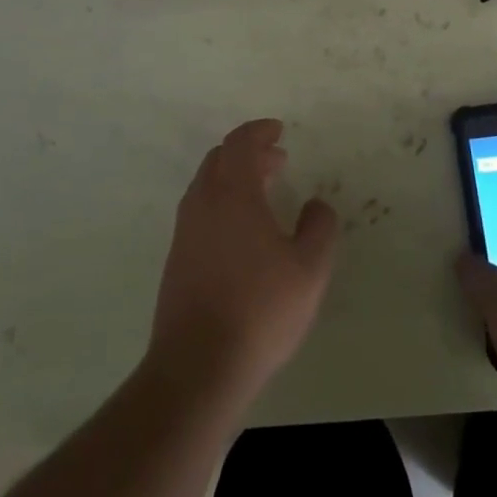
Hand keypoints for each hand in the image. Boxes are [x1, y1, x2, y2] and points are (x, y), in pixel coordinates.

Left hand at [148, 119, 339, 402]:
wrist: (197, 365)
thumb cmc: (260, 309)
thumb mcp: (309, 269)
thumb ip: (319, 228)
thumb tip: (316, 205)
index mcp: (233, 193)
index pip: (240, 143)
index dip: (259, 131)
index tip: (278, 131)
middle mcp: (203, 202)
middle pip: (220, 159)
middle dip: (248, 153)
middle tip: (277, 160)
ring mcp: (185, 231)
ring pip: (207, 185)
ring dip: (234, 178)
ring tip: (263, 193)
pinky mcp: (176, 258)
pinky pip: (200, 211)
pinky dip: (222, 203)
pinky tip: (242, 232)